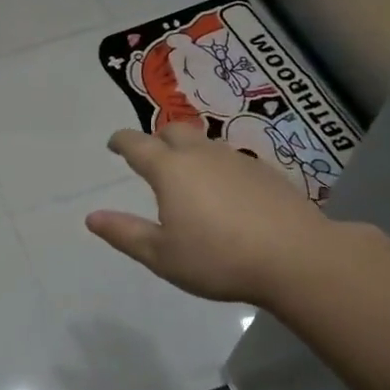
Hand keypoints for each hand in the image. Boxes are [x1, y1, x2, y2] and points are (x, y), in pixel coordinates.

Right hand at [86, 124, 341, 303]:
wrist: (297, 258)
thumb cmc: (219, 259)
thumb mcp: (161, 255)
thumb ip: (124, 233)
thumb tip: (91, 217)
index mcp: (170, 170)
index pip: (137, 143)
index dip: (121, 141)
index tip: (113, 144)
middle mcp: (201, 154)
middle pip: (173, 130)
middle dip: (156, 138)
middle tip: (149, 158)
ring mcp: (237, 159)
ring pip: (204, 142)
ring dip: (188, 151)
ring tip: (186, 177)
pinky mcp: (265, 172)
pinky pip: (230, 158)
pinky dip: (216, 166)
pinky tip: (223, 193)